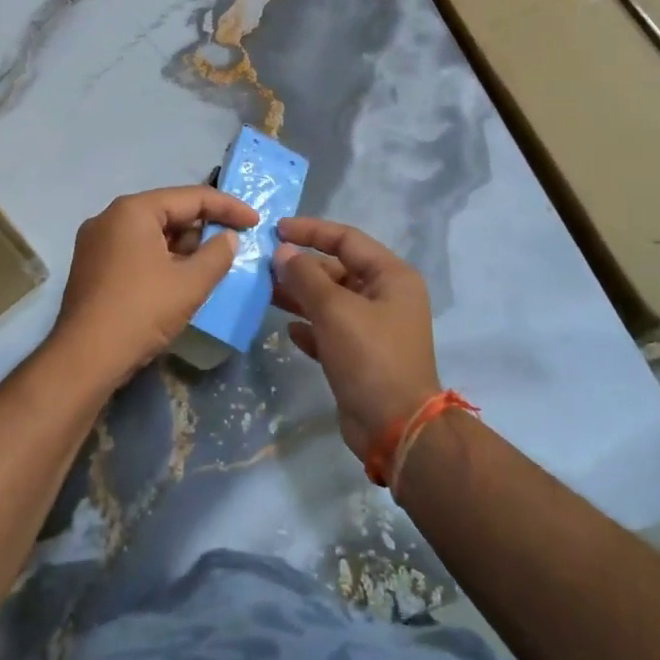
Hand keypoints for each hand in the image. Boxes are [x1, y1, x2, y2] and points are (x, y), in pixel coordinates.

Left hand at [50, 185, 258, 389]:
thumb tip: (228, 238)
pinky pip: (134, 250)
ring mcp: (95, 242)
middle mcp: (110, 216)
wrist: (85, 359)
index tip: (255, 222)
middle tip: (233, 245)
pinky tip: (178, 278)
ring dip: (182, 246)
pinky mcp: (91, 266)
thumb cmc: (141, 312)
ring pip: (151, 233)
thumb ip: (217, 254)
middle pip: (168, 212)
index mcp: (134, 210)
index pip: (191, 197)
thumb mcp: (190, 283)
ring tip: (209, 265)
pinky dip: (160, 258)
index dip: (228, 207)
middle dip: (203, 228)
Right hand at [273, 218, 440, 460]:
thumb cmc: (370, 357)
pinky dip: (310, 327)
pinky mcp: (361, 357)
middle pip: (338, 269)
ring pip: (331, 301)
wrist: (396, 429)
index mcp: (391, 277)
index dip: (311, 230)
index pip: (347, 239)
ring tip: (266, 293)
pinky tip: (288, 330)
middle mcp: (385, 297)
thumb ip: (306, 276)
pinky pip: (330, 331)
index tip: (276, 230)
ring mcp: (374, 328)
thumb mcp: (335, 310)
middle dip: (302, 267)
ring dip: (300, 296)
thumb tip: (283, 252)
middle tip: (264, 267)